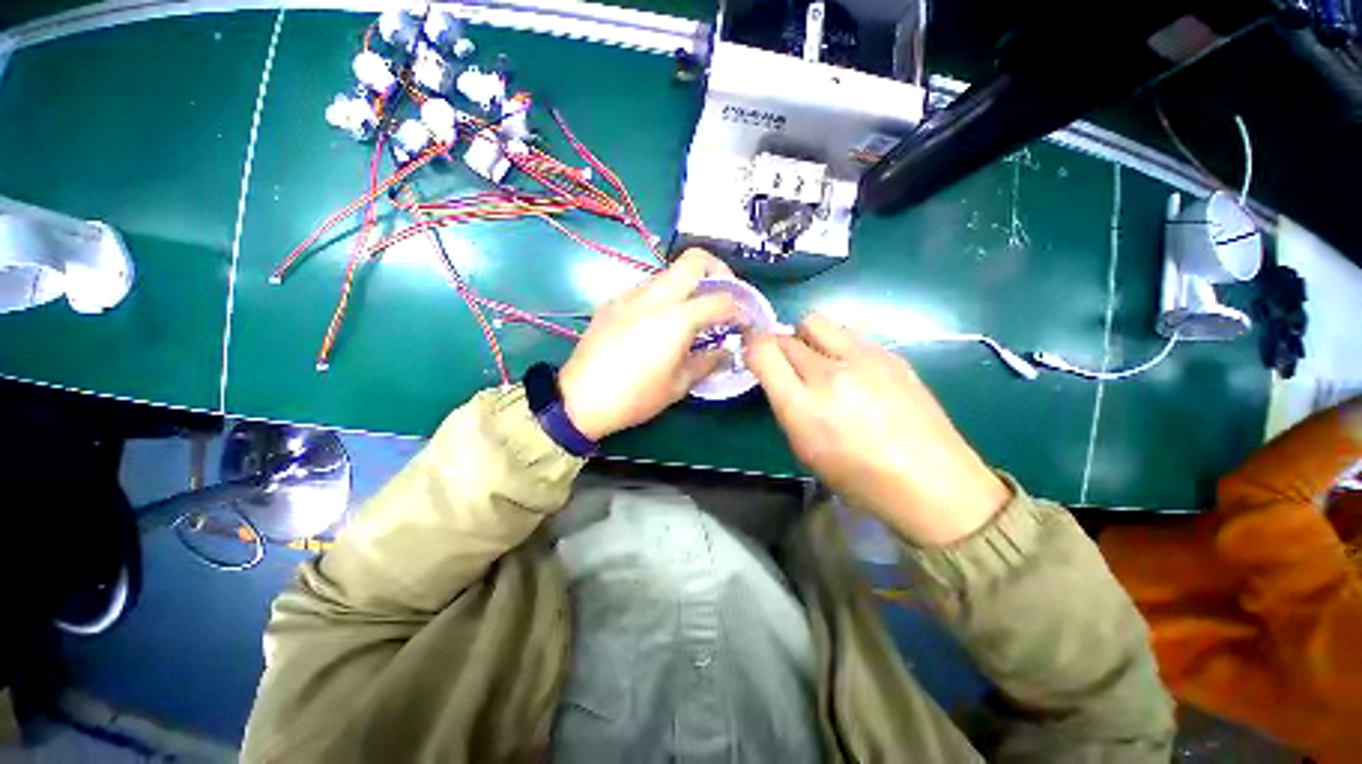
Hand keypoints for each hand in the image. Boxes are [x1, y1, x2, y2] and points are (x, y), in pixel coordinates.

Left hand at [559, 249, 740, 440]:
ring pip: (668, 272)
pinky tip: (660, 321)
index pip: (719, 300)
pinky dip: (663, 295)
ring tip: (692, 311)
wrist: (580, 399)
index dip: (739, 308)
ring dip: (688, 284)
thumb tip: (727, 351)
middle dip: (718, 271)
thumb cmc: (635, 397)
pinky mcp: (612, 302)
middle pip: (694, 260)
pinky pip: (646, 288)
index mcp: (676, 318)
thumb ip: (708, 362)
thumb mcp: (678, 385)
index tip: (745, 321)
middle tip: (723, 295)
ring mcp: (629, 295)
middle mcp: (654, 296)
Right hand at [745, 313, 1010, 545]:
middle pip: (787, 334)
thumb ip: (785, 404)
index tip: (754, 355)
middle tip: (785, 363)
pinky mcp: (890, 353)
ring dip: (806, 337)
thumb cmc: (860, 478)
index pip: (763, 351)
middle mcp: (830, 373)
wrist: (933, 482)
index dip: (752, 348)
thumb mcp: (805, 449)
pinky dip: (837, 344)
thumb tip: (777, 375)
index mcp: (804, 405)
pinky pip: (848, 333)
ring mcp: (864, 358)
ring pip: (815, 321)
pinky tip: (852, 369)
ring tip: (817, 360)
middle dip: (777, 345)